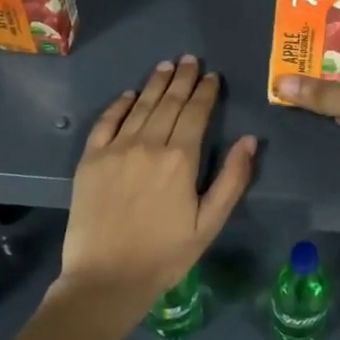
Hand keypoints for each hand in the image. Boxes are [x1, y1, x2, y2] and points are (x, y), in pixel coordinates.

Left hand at [59, 55, 255, 315]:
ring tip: (166, 66)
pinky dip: (119, 105)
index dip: (206, 92)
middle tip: (190, 59)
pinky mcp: (90, 160)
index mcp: (181, 159)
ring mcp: (115, 150)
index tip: (212, 76)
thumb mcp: (210, 223)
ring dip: (155, 83)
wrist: (105, 280)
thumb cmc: (165, 254)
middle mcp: (148, 144)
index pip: (196, 113)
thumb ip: (232, 179)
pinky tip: (129, 94)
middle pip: (169, 103)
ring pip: (139, 106)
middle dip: (182, 79)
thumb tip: (249, 140)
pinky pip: (106, 122)